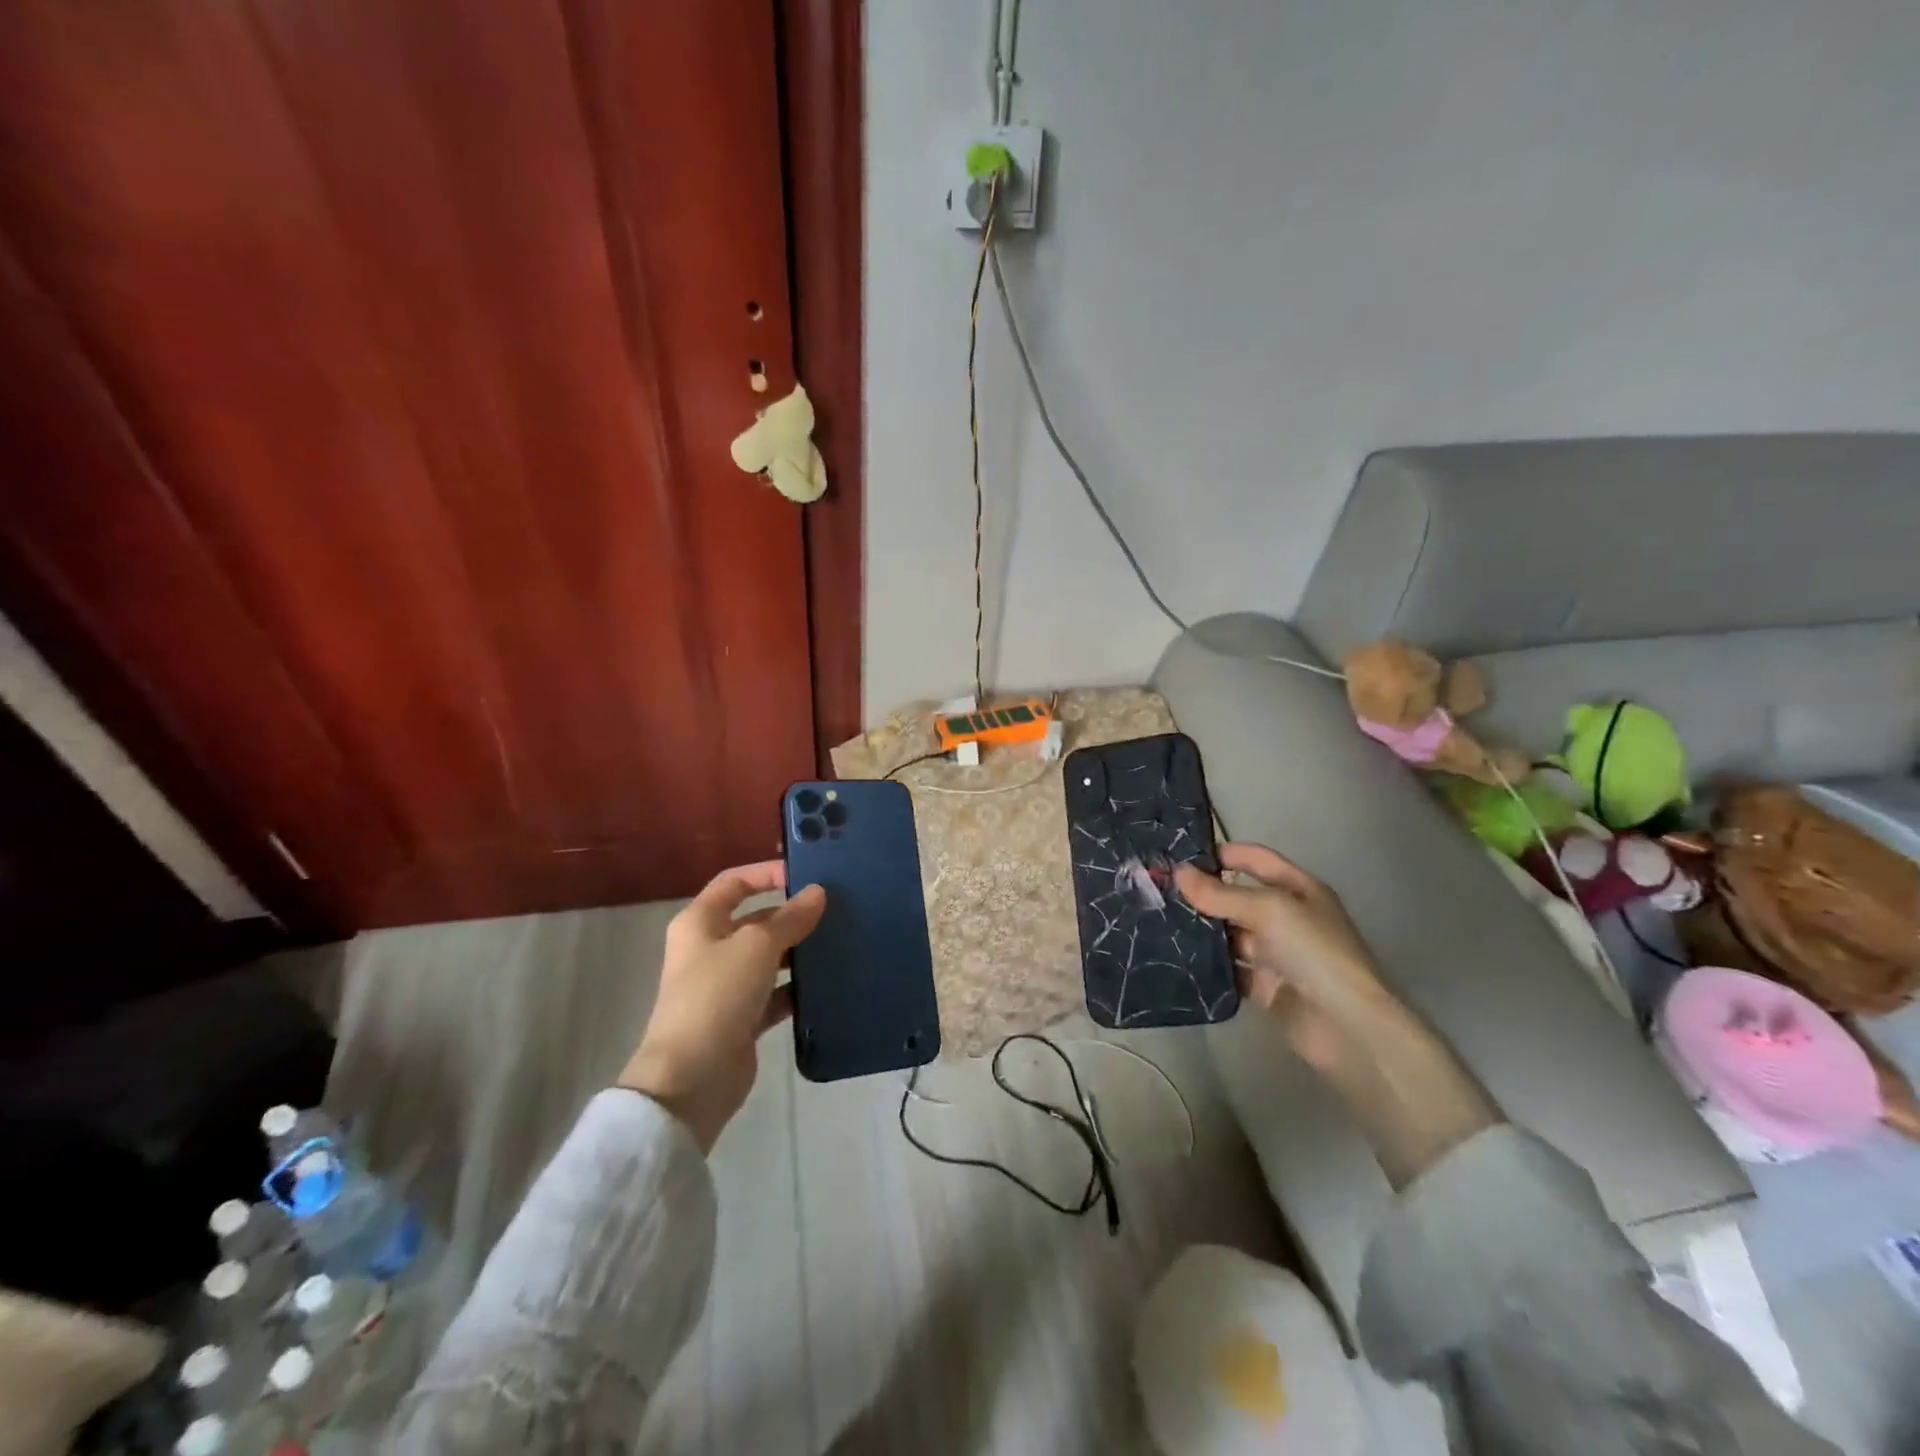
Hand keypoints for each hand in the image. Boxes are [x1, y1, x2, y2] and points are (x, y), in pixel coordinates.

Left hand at [619, 861, 825, 1151]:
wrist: (691, 1078)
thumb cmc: (717, 995)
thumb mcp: (757, 946)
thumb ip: (790, 918)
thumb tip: (817, 893)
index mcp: (700, 922)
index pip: (734, 882)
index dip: (766, 874)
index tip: (806, 875)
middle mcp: (709, 949)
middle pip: (754, 920)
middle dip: (790, 914)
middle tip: (834, 910)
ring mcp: (725, 986)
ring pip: (767, 958)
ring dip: (796, 951)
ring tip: (838, 942)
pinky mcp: (741, 1019)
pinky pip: (774, 993)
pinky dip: (796, 988)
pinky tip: (827, 983)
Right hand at [1174, 843, 1391, 1075]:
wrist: (1346, 1026)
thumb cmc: (1313, 951)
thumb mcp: (1268, 910)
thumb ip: (1221, 893)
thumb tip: (1178, 872)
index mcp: (1298, 889)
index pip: (1255, 860)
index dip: (1222, 854)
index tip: (1180, 856)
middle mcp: (1286, 917)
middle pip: (1237, 897)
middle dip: (1203, 893)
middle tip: (1158, 891)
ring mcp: (1274, 953)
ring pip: (1229, 934)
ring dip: (1200, 929)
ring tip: (1158, 921)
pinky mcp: (1263, 986)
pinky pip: (1228, 968)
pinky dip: (1206, 964)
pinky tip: (1175, 956)